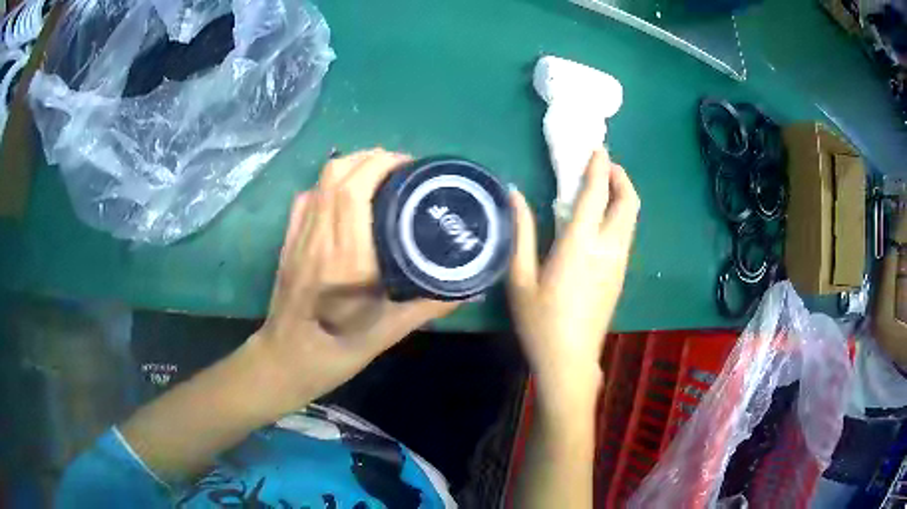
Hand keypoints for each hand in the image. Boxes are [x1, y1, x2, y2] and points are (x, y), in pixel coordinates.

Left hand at [254, 149, 458, 405]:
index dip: (382, 165)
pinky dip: (328, 184)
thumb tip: (469, 286)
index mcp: (348, 258)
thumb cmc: (339, 349)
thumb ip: (430, 304)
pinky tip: (343, 196)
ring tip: (377, 174)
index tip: (410, 166)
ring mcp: (300, 236)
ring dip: (350, 165)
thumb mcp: (391, 330)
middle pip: (338, 174)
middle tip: (400, 168)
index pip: (356, 190)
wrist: (288, 358)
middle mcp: (321, 237)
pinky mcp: (288, 240)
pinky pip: (306, 197)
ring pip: (320, 181)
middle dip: (371, 158)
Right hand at [508, 149, 639, 411]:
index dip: (598, 166)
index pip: (596, 194)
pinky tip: (601, 220)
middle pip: (628, 202)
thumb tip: (515, 194)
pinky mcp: (621, 274)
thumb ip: (521, 232)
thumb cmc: (540, 321)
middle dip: (620, 176)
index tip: (596, 147)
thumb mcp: (520, 278)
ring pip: (632, 218)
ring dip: (622, 195)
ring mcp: (619, 262)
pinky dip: (620, 215)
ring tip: (602, 187)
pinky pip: (627, 234)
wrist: (570, 360)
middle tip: (603, 165)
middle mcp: (608, 248)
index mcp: (580, 245)